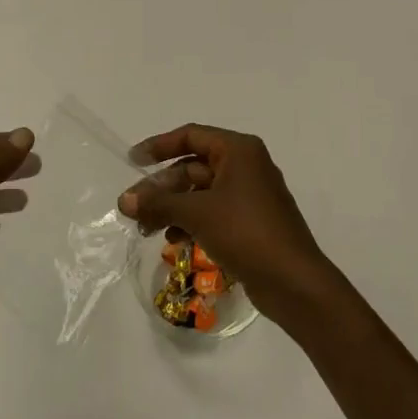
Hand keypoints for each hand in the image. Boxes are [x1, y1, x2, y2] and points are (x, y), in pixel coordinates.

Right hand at [118, 124, 334, 323]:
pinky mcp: (250, 222)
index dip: (158, 146)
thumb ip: (159, 203)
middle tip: (133, 207)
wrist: (294, 282)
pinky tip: (174, 240)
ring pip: (201, 192)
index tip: (132, 161)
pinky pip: (212, 212)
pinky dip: (191, 221)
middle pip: (193, 166)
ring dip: (172, 207)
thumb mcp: (197, 213)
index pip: (190, 136)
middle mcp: (245, 165)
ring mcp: (249, 195)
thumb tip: (123, 200)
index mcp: (238, 150)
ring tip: (146, 229)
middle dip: (162, 187)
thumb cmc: (246, 232)